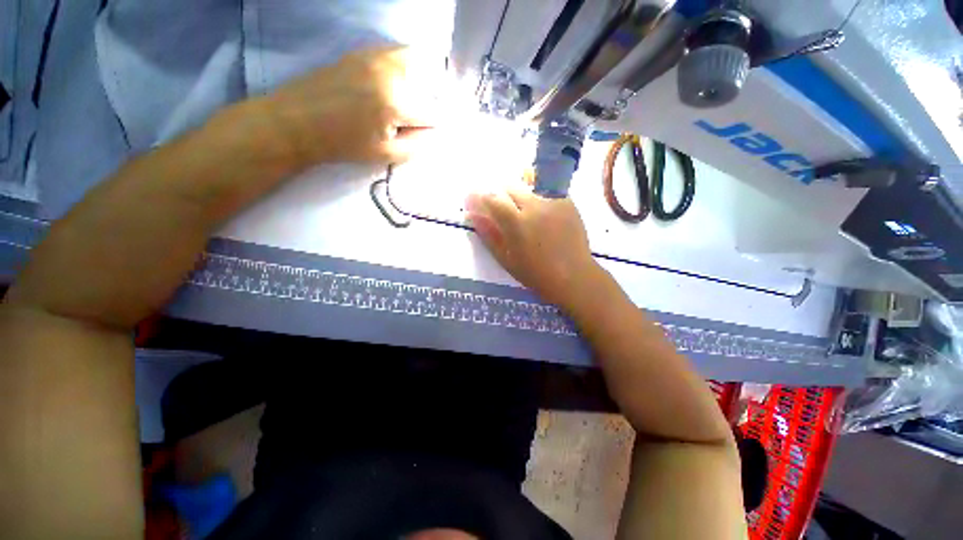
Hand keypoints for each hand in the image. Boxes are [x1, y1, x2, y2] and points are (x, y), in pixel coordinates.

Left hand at [264, 46, 436, 165]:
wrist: (298, 121)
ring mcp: (375, 56)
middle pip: (431, 81)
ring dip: (422, 80)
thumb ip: (417, 144)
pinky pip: (396, 52)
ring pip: (416, 60)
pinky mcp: (363, 51)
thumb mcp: (386, 155)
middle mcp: (390, 72)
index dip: (435, 125)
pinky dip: (405, 66)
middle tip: (419, 118)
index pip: (435, 112)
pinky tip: (395, 84)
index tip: (428, 132)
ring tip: (411, 100)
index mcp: (396, 103)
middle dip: (431, 101)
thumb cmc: (344, 144)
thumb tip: (434, 131)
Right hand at [465, 186, 604, 309]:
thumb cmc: (536, 274)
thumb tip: (472, 215)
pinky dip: (538, 196)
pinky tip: (541, 212)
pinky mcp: (567, 202)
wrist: (574, 276)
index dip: (480, 196)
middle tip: (501, 208)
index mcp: (517, 223)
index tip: (473, 198)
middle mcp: (535, 206)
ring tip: (523, 210)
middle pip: (510, 186)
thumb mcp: (507, 259)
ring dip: (519, 193)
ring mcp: (553, 201)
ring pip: (529, 186)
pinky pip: (547, 190)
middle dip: (500, 194)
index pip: (493, 198)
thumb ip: (489, 234)